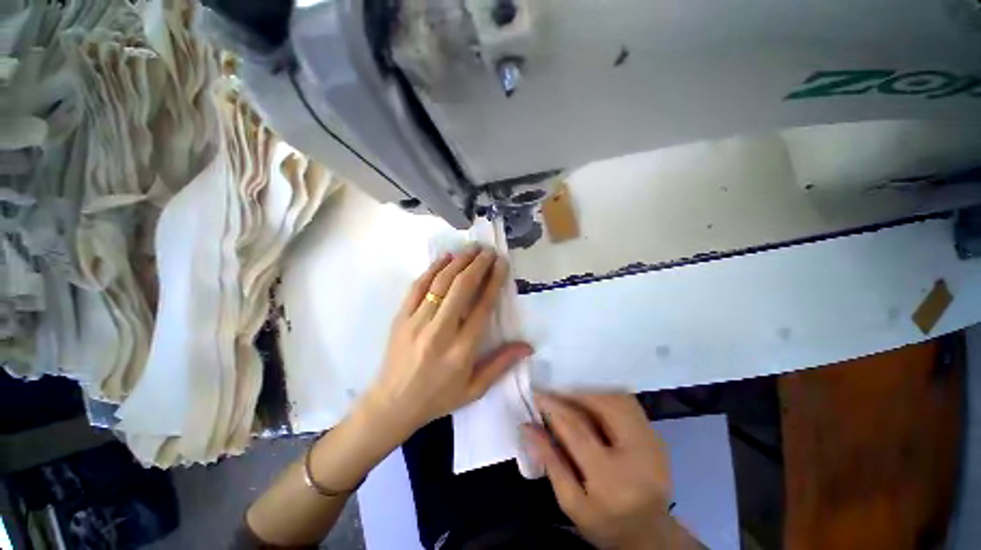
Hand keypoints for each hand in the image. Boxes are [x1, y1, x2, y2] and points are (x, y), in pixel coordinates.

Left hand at [361, 246, 532, 437]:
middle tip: (489, 250)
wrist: (392, 405)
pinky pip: (418, 287)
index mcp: (461, 350)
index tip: (501, 263)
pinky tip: (445, 257)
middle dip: (478, 264)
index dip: (494, 281)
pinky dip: (432, 269)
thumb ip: (501, 364)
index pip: (482, 307)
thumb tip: (528, 346)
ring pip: (440, 283)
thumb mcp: (474, 389)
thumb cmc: (438, 398)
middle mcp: (440, 331)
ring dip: (458, 261)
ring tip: (471, 248)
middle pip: (462, 288)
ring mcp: (417, 322)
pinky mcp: (401, 317)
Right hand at [523, 393, 681, 549]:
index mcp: (611, 480)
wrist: (650, 535)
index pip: (577, 429)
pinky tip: (592, 398)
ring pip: (618, 398)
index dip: (554, 407)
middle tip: (555, 388)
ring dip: (592, 390)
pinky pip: (629, 403)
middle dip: (575, 391)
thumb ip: (550, 461)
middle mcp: (637, 455)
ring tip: (571, 391)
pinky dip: (607, 395)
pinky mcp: (656, 436)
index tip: (537, 393)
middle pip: (604, 405)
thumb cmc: (605, 523)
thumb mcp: (570, 502)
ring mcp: (652, 443)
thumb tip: (527, 426)